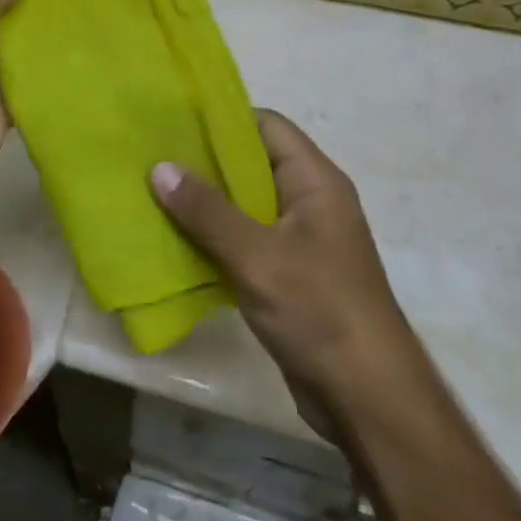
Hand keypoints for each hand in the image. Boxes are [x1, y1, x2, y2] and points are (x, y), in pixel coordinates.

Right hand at [149, 111, 415, 441]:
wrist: (368, 401)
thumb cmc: (320, 312)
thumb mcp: (257, 256)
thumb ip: (207, 211)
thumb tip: (160, 167)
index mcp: (314, 181)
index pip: (266, 125)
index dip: (222, 119)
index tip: (173, 121)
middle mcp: (308, 201)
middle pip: (251, 163)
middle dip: (203, 161)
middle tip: (152, 157)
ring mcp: (299, 239)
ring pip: (243, 203)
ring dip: (204, 202)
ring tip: (153, 193)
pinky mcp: (287, 273)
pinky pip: (243, 238)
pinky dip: (212, 235)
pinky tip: (174, 239)